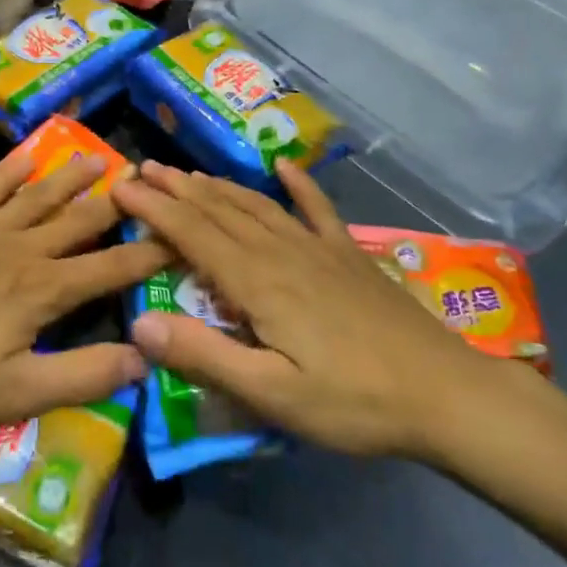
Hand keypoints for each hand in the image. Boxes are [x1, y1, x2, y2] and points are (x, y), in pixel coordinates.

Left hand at [0, 150, 168, 430]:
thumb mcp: (15, 393)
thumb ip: (82, 376)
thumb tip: (144, 358)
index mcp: (43, 290)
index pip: (110, 269)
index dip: (148, 255)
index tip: (181, 236)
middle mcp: (23, 248)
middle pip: (80, 220)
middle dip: (119, 202)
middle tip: (149, 178)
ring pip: (40, 194)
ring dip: (73, 176)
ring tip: (101, 156)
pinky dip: (11, 169)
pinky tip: (26, 153)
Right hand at [112, 160, 509, 460]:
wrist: (446, 393)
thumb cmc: (353, 401)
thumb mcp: (272, 393)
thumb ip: (205, 356)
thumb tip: (139, 324)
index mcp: (257, 281)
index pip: (192, 234)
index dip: (153, 208)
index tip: (121, 185)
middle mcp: (281, 250)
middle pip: (219, 210)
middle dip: (177, 189)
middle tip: (143, 169)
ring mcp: (318, 247)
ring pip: (256, 205)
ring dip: (217, 186)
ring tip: (187, 172)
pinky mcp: (349, 254)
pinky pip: (317, 209)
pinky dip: (298, 184)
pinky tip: (284, 166)